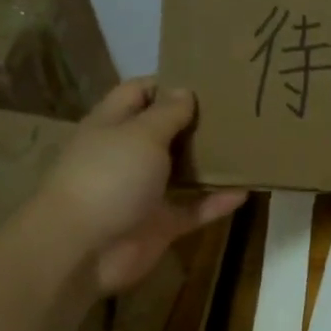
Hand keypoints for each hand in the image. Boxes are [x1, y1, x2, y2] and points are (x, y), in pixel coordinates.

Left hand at [29, 79, 245, 296]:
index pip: (139, 92)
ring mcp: (144, 191)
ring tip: (247, 146)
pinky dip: (217, 202)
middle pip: (165, 131)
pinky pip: (194, 209)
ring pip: (182, 171)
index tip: (207, 80)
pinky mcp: (160, 224)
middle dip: (197, 122)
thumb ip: (168, 113)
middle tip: (238, 110)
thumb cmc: (109, 177)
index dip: (169, 83)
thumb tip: (185, 90)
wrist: (83, 250)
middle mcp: (128, 155)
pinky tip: (246, 191)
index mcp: (113, 125)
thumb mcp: (141, 135)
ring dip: (211, 162)